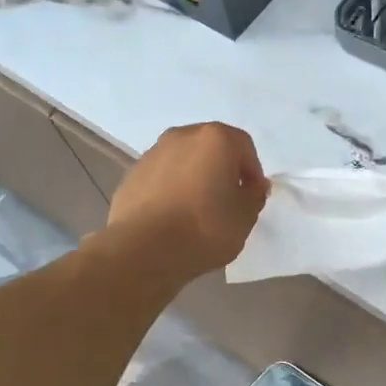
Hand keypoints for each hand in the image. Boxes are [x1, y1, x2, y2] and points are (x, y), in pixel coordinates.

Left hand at [108, 123, 268, 280]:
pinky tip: (172, 216)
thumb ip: (254, 196)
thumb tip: (252, 186)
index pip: (244, 147)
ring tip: (197, 210)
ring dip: (194, 177)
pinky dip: (171, 188)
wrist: (143, 250)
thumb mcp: (245, 217)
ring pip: (184, 160)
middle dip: (222, 170)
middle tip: (226, 201)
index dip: (252, 172)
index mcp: (215, 139)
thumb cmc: (204, 228)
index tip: (251, 198)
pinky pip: (162, 176)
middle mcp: (182, 136)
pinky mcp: (131, 174)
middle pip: (211, 147)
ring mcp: (153, 153)